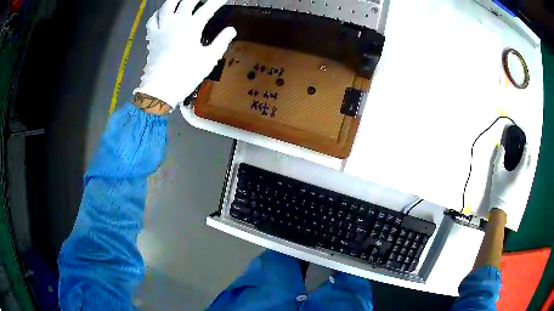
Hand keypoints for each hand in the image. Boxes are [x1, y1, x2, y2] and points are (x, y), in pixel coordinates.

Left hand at [133, 0, 235, 109]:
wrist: (160, 89)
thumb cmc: (186, 74)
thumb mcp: (208, 59)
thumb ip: (221, 41)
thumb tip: (231, 30)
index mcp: (192, 26)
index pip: (208, 8)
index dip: (217, 1)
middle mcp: (176, 22)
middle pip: (187, 1)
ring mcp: (161, 28)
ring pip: (167, 5)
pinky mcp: (152, 36)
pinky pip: (153, 19)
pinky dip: (158, 13)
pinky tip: (163, 12)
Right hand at [489, 144, 530, 219]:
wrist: (501, 208)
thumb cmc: (499, 189)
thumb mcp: (497, 171)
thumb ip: (499, 157)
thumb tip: (501, 146)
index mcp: (520, 170)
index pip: (526, 155)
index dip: (526, 148)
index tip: (525, 143)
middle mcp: (525, 176)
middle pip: (530, 162)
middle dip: (529, 154)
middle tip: (527, 149)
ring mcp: (525, 183)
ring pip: (530, 170)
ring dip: (529, 162)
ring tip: (527, 158)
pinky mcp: (524, 189)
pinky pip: (528, 176)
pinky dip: (528, 170)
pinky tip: (524, 170)